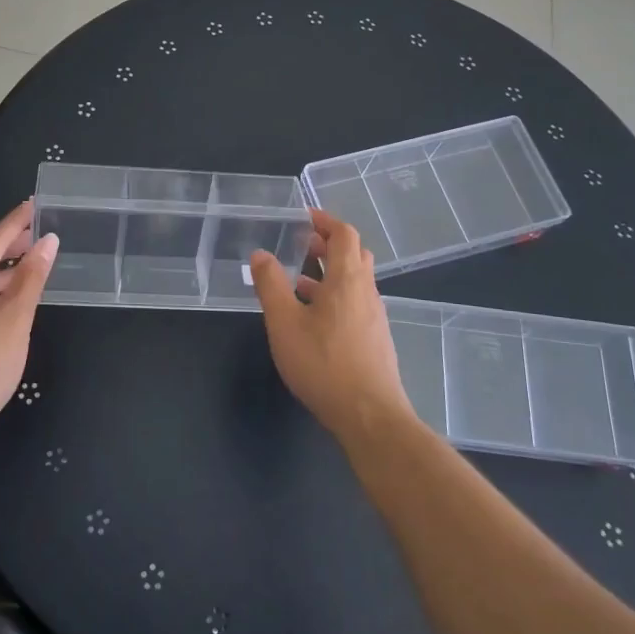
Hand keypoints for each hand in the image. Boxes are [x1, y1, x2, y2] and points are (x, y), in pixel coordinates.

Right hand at [250, 209, 412, 443]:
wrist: (369, 416)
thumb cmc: (323, 364)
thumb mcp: (284, 323)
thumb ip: (270, 285)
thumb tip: (260, 254)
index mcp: (347, 279)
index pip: (345, 234)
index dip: (326, 221)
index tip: (304, 217)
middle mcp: (366, 291)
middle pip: (354, 254)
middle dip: (329, 243)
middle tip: (303, 244)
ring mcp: (374, 316)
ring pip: (356, 280)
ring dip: (331, 271)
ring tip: (300, 280)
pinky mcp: (375, 338)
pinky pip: (356, 302)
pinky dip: (336, 295)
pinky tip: (314, 318)